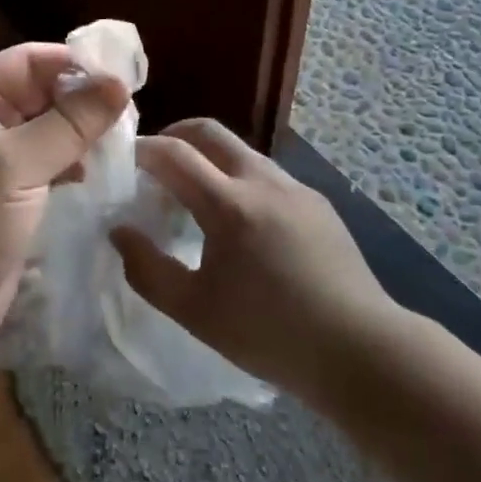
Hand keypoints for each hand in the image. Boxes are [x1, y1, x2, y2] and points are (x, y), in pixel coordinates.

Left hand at [0, 43, 128, 377]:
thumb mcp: (14, 167)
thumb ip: (68, 124)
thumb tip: (119, 84)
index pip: (26, 61)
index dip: (71, 62)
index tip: (121, 75)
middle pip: (42, 91)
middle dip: (82, 97)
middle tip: (131, 110)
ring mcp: (1, 159)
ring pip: (53, 126)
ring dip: (84, 129)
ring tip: (124, 138)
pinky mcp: (18, 192)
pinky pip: (55, 159)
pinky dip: (78, 159)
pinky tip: (102, 168)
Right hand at [111, 119, 388, 398]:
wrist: (360, 350)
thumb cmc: (269, 333)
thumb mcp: (194, 311)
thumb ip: (147, 269)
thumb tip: (120, 231)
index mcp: (229, 204)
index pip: (173, 153)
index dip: (142, 149)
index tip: (122, 160)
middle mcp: (262, 180)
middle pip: (210, 131)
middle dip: (175, 134)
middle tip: (155, 162)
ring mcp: (295, 187)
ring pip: (241, 152)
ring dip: (210, 159)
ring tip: (195, 197)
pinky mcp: (318, 202)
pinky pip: (267, 176)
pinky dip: (240, 180)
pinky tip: (242, 223)